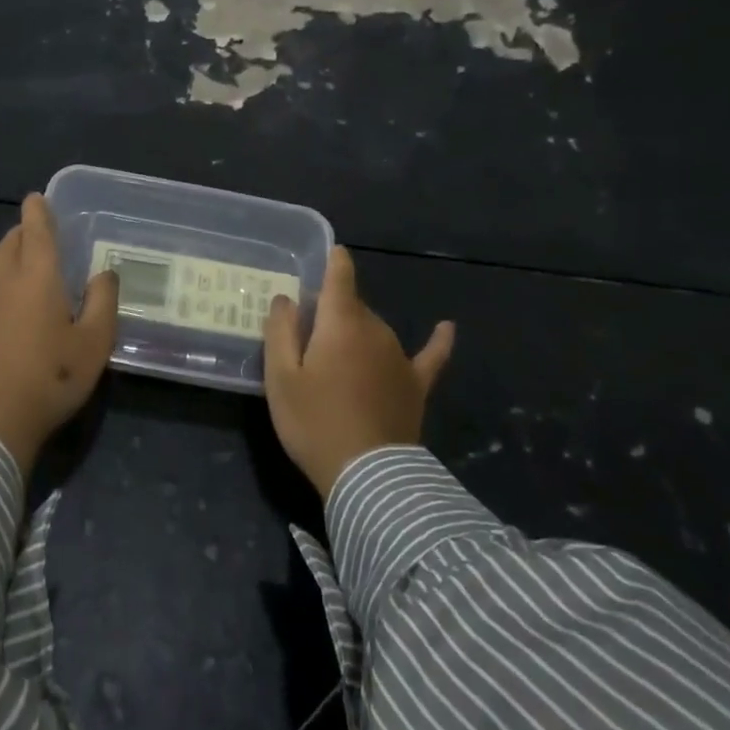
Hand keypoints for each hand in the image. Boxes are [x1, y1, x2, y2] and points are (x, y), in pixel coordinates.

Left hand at [0, 194, 118, 473]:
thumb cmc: (54, 377)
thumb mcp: (96, 341)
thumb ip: (103, 301)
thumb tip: (104, 272)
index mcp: (38, 278)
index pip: (37, 232)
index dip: (38, 212)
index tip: (37, 198)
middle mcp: (3, 284)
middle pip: (9, 246)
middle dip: (22, 234)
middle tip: (36, 234)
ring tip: (9, 258)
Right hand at [263, 246, 454, 498]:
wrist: (367, 476)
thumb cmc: (314, 422)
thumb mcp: (281, 377)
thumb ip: (281, 331)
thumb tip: (286, 298)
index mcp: (340, 322)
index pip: (340, 277)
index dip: (334, 261)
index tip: (331, 253)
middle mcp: (376, 329)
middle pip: (353, 307)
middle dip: (333, 313)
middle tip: (308, 341)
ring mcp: (400, 357)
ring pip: (376, 330)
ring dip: (358, 335)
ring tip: (336, 363)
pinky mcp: (416, 385)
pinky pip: (431, 355)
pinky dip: (439, 341)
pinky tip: (448, 327)